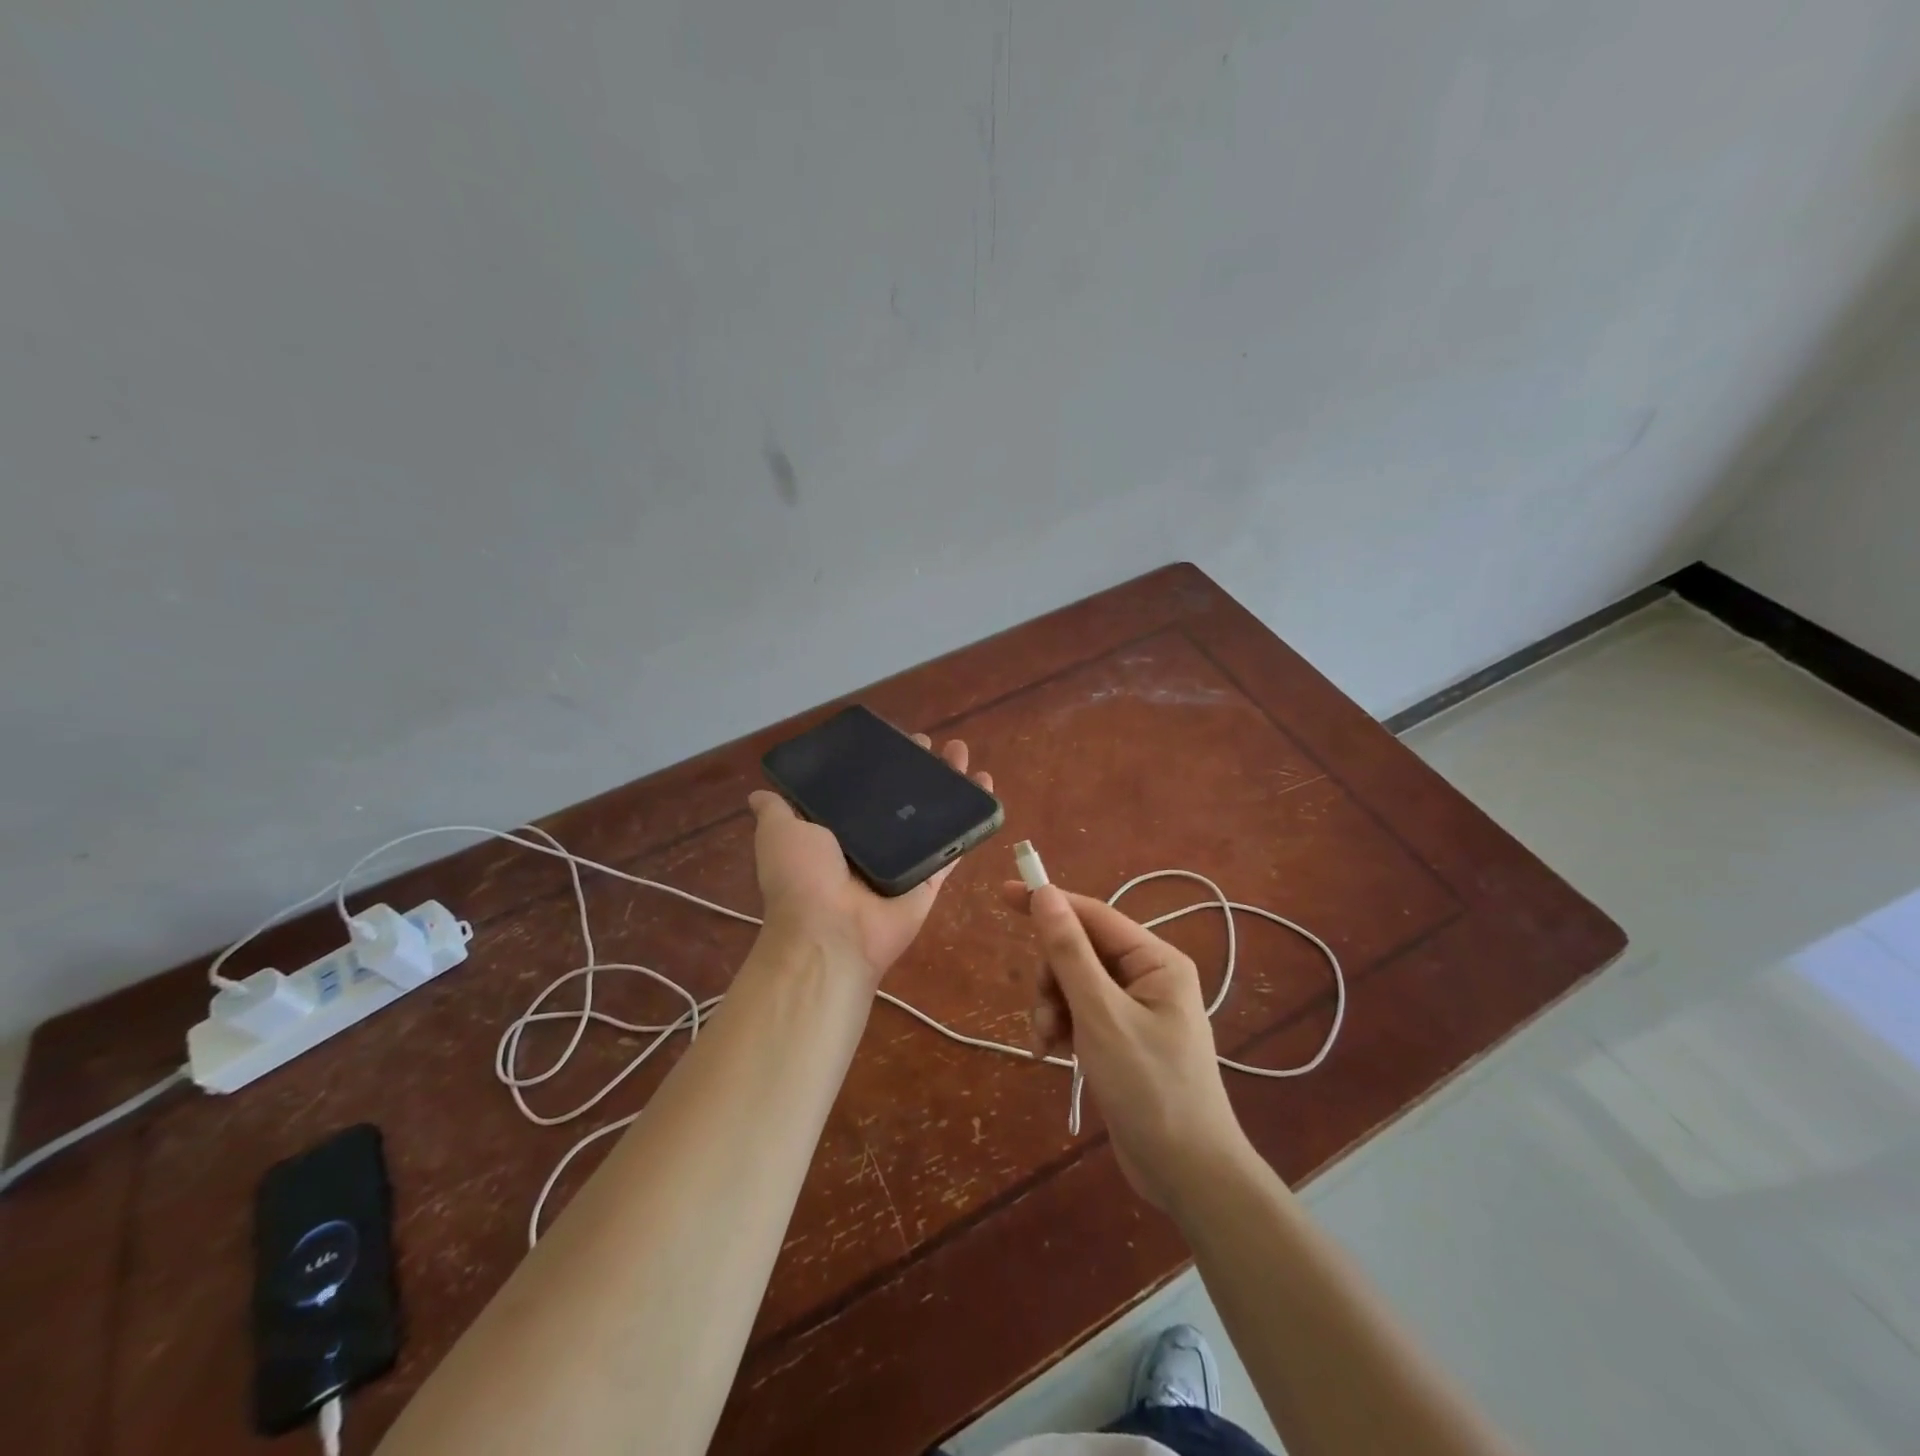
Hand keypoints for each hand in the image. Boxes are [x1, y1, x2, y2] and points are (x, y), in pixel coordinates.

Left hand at [749, 736, 991, 983]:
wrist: (831, 932)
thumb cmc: (802, 877)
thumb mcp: (779, 833)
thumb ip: (776, 811)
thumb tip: (759, 792)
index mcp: (837, 832)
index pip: (862, 791)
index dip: (878, 765)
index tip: (892, 741)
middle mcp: (872, 845)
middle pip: (902, 799)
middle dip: (917, 769)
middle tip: (930, 745)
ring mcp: (905, 861)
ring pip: (933, 816)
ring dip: (949, 785)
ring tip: (961, 753)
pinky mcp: (930, 878)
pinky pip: (955, 845)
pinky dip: (973, 819)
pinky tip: (985, 786)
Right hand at [1002, 882, 1253, 1211]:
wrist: (1187, 1174)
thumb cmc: (1149, 1086)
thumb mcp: (1101, 1014)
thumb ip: (1069, 952)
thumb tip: (1044, 893)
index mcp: (1155, 961)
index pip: (1093, 914)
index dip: (1049, 903)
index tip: (1004, 894)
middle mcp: (1147, 977)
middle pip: (1079, 951)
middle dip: (1052, 978)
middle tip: (1045, 1014)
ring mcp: (1135, 1009)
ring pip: (1074, 984)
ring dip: (1052, 1008)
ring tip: (1048, 1044)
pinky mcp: (1122, 1039)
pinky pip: (1080, 1014)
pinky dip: (1062, 1028)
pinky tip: (1054, 1055)